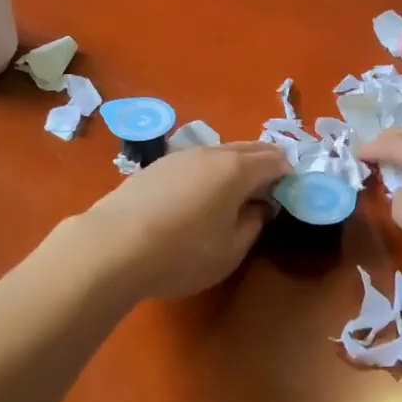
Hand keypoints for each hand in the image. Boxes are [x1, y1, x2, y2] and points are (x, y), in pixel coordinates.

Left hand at [65, 142, 288, 300]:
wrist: (111, 247)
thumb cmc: (181, 253)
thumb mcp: (230, 250)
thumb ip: (253, 225)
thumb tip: (260, 208)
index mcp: (237, 169)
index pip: (275, 160)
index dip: (288, 176)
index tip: (289, 197)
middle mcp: (211, 153)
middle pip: (249, 148)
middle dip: (265, 165)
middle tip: (269, 193)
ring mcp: (180, 156)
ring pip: (220, 153)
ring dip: (235, 168)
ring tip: (233, 198)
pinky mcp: (155, 167)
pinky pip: (196, 163)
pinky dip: (209, 173)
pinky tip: (198, 199)